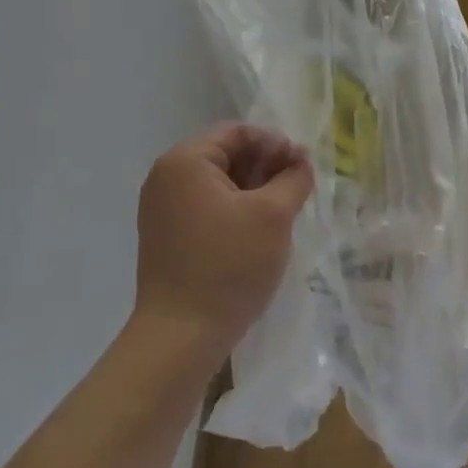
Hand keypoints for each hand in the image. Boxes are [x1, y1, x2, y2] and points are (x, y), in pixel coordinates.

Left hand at [135, 124, 313, 364]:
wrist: (181, 336)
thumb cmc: (228, 265)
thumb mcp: (272, 215)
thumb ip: (294, 178)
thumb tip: (301, 161)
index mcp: (185, 161)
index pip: (237, 132)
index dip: (275, 144)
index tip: (304, 167)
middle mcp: (166, 177)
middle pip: (226, 155)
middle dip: (266, 167)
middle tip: (299, 188)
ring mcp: (162, 209)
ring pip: (219, 184)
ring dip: (254, 190)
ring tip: (284, 210)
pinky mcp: (167, 237)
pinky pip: (207, 208)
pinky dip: (236, 210)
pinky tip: (260, 231)